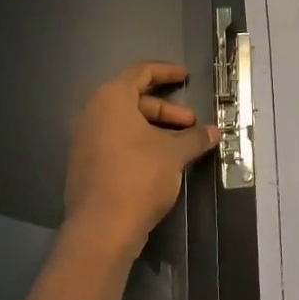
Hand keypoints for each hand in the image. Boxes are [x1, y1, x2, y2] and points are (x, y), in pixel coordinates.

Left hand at [64, 62, 216, 253]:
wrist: (102, 227)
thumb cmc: (139, 176)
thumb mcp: (174, 153)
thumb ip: (195, 137)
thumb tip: (214, 132)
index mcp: (110, 100)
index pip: (139, 73)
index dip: (165, 72)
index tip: (186, 77)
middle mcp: (92, 115)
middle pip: (133, 100)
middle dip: (166, 110)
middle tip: (191, 124)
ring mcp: (84, 141)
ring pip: (125, 124)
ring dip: (155, 129)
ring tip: (180, 146)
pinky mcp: (85, 165)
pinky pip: (115, 143)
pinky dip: (138, 144)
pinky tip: (160, 163)